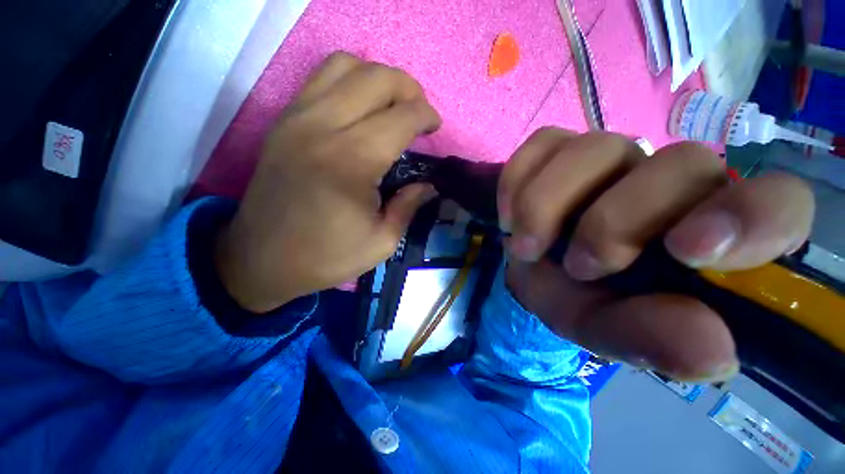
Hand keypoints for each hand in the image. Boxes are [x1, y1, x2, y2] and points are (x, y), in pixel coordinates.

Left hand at [215, 52, 440, 312]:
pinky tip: (360, 108)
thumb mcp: (382, 242)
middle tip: (419, 113)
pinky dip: (349, 81)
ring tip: (391, 105)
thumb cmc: (327, 257)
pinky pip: (321, 79)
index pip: (402, 116)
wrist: (262, 260)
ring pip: (346, 65)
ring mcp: (297, 118)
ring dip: (378, 79)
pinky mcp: (283, 121)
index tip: (435, 128)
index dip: (427, 116)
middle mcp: (323, 127)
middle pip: (376, 77)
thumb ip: (409, 206)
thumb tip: (429, 184)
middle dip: (409, 88)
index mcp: (353, 162)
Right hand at [500, 129, 813, 380]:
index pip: (778, 203)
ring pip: (593, 147)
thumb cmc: (580, 303)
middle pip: (677, 165)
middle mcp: (675, 183)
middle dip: (610, 223)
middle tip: (574, 266)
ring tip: (525, 246)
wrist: (533, 273)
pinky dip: (517, 181)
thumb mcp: (611, 332)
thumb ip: (655, 341)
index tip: (686, 251)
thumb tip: (712, 352)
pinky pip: (542, 144)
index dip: (749, 217)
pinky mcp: (561, 149)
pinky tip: (510, 216)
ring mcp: (613, 156)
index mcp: (715, 237)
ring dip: (545, 205)